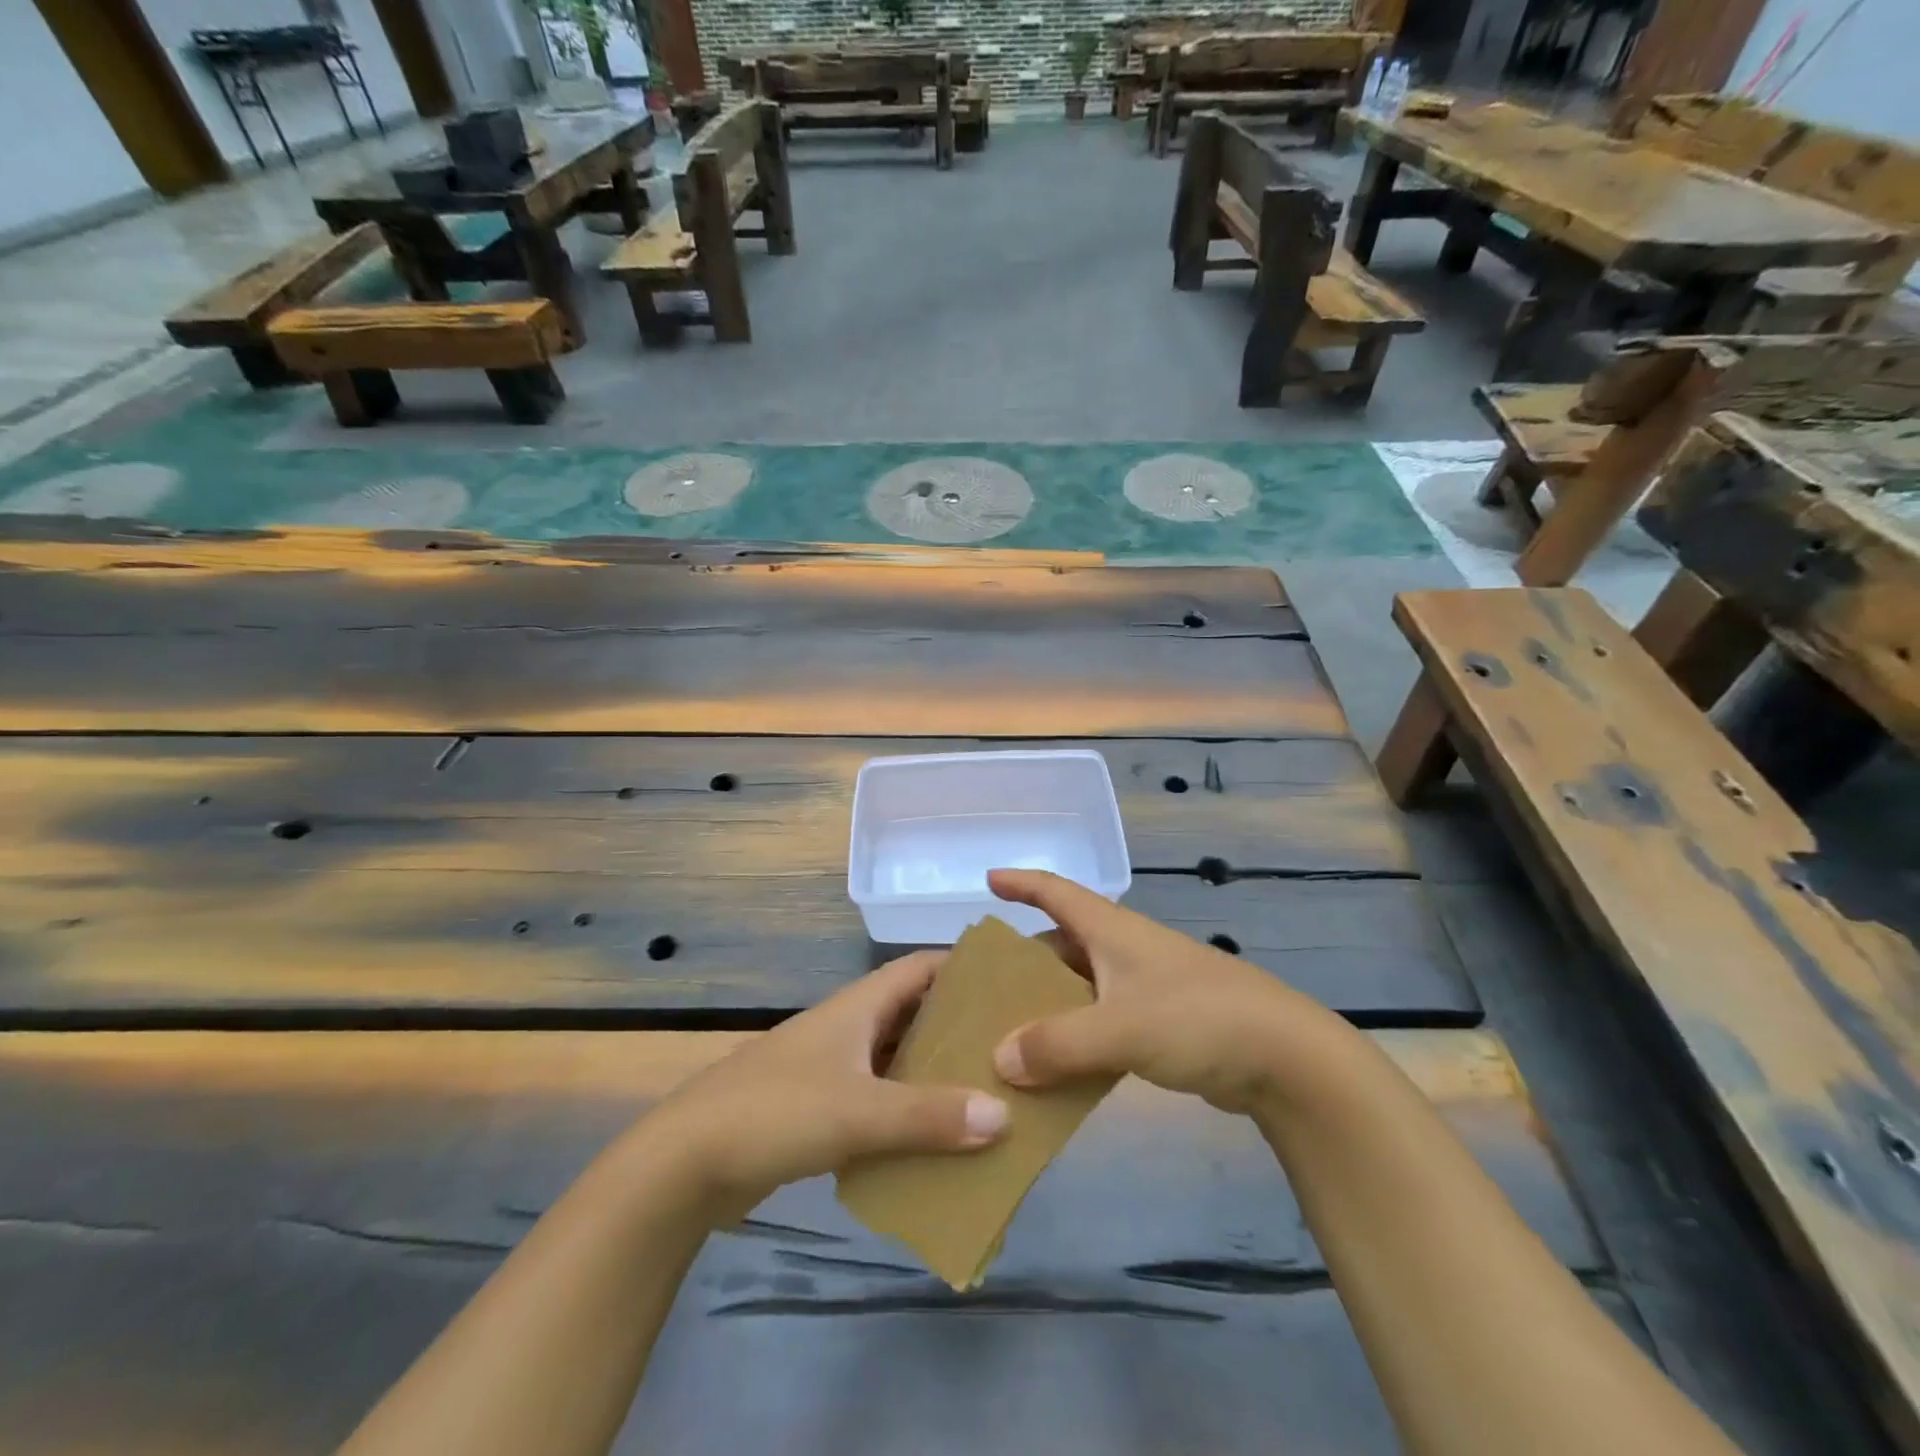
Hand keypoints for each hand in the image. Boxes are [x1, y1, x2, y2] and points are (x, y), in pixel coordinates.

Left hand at [649, 951, 1008, 1217]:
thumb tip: (1004, 1114)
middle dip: (959, 1027)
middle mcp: (849, 1027)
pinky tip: (938, 1138)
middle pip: (914, 1014)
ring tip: (989, 1094)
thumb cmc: (775, 1112)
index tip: (1011, 983)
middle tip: (1011, 1048)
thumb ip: (930, 1115)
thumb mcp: (858, 1111)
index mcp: (858, 1006)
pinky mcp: (819, 1107)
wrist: (686, 1162)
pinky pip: (878, 1099)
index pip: (920, 968)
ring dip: (935, 1074)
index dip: (963, 968)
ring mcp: (832, 1068)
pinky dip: (907, 1111)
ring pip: (897, 1060)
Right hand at [989, 869, 1353, 1113]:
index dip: (1021, 882)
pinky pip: (1101, 1024)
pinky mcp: (1160, 1025)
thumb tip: (998, 1059)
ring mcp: (1144, 988)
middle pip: (1062, 945)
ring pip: (1081, 988)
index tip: (987, 881)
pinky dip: (1075, 1039)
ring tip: (1007, 1035)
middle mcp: (1124, 951)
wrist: (1286, 1057)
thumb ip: (1058, 1044)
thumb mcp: (1121, 1027)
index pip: (1056, 891)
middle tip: (983, 988)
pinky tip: (1056, 1070)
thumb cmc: (1199, 1018)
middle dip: (1023, 962)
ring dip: (1048, 1008)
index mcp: (1112, 931)